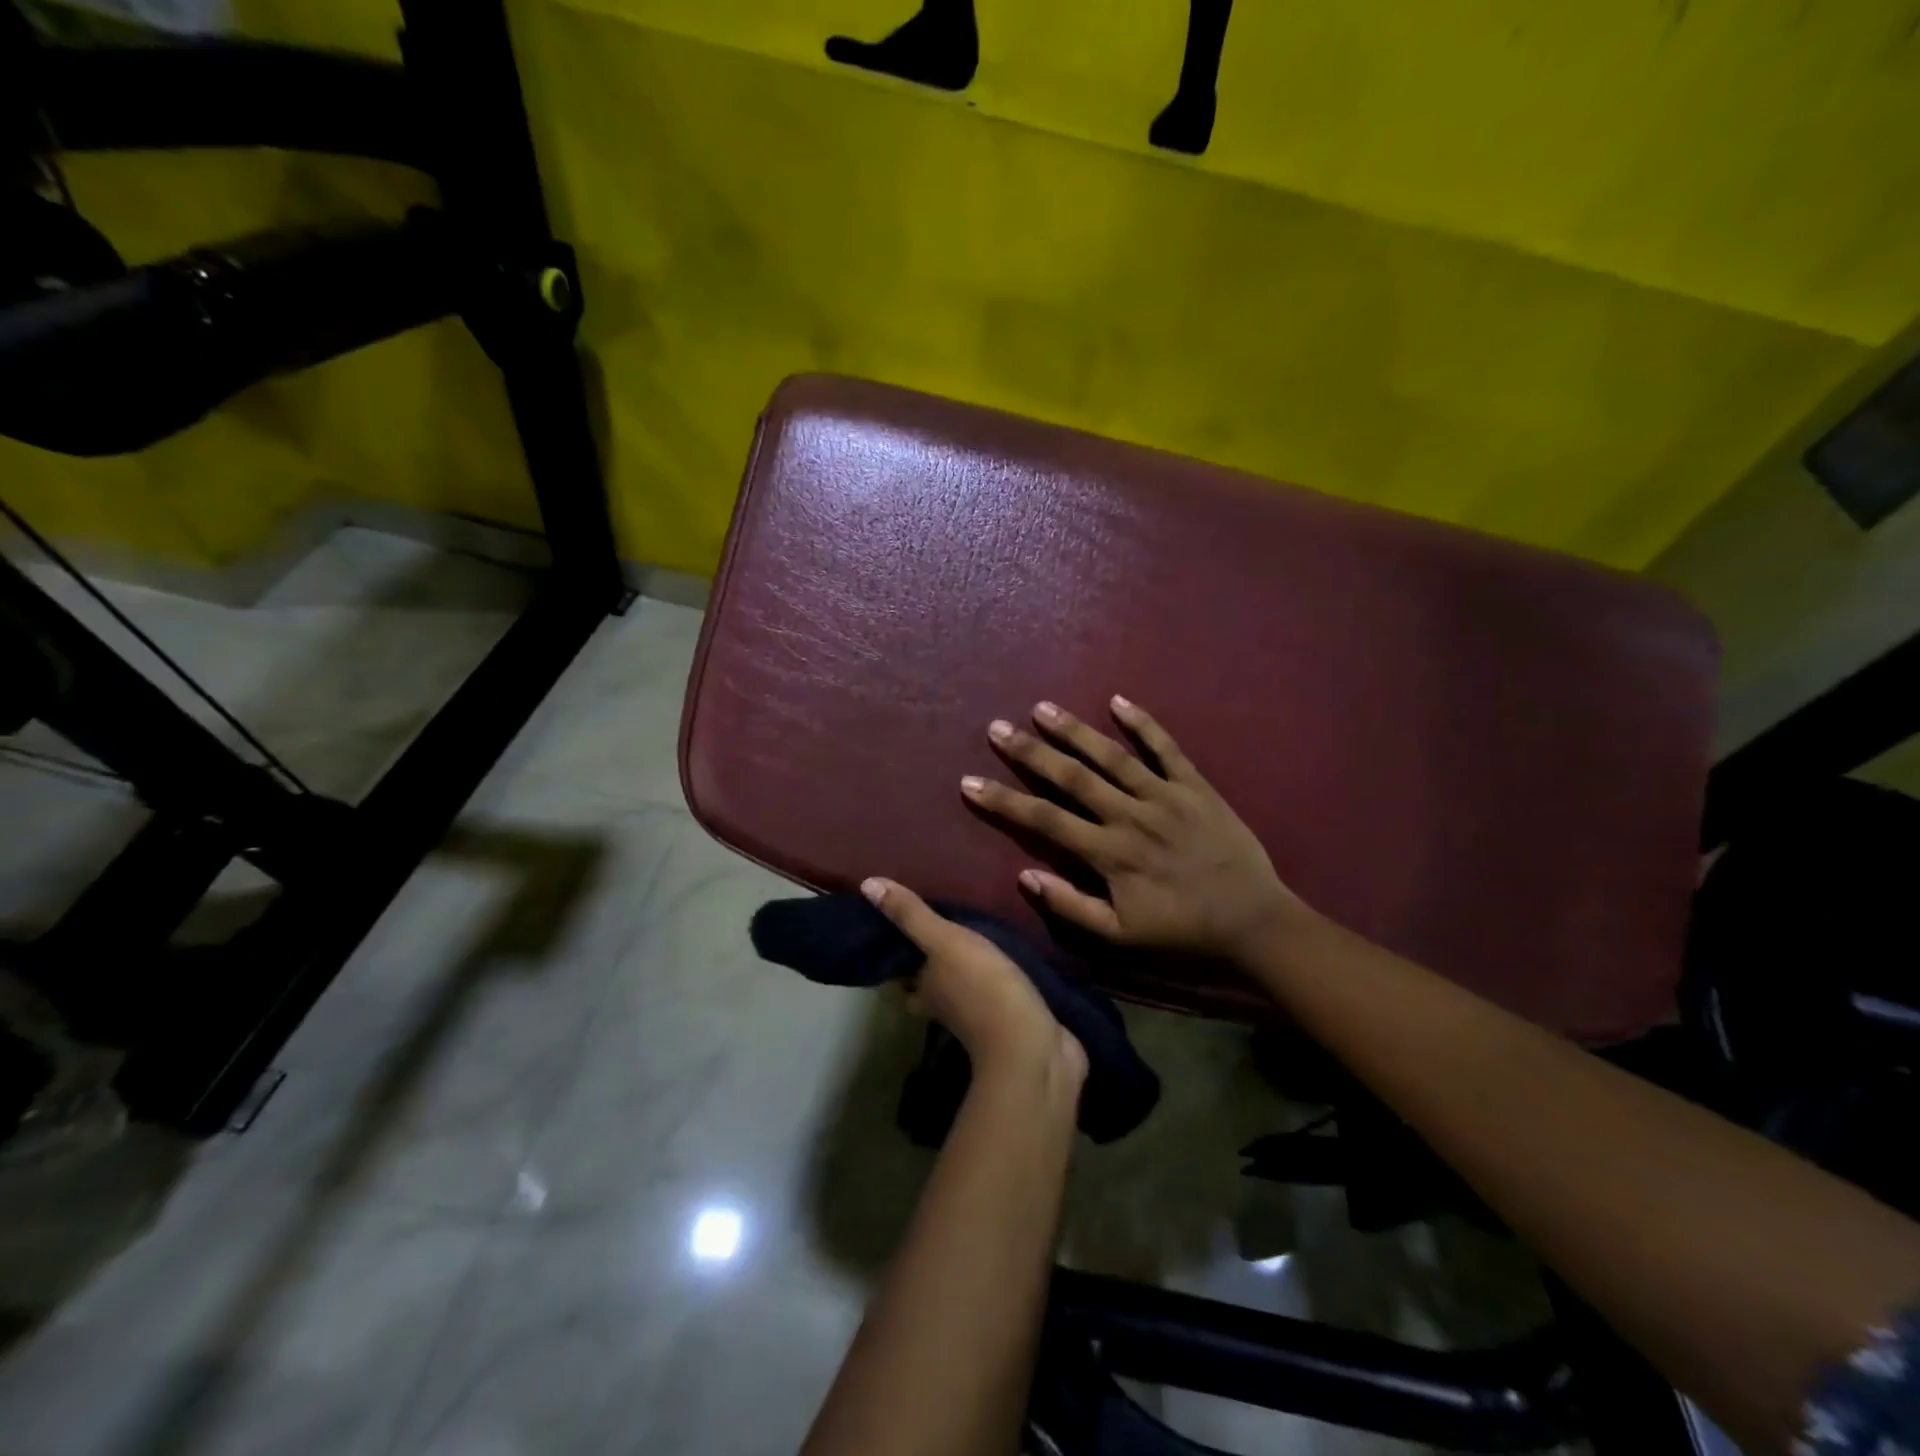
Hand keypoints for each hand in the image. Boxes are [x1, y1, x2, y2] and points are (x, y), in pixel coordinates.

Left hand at [862, 877, 1087, 1084]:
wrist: (1032, 1047)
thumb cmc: (982, 988)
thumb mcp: (944, 942)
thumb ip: (911, 915)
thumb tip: (866, 884)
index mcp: (923, 989)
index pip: (896, 974)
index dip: (892, 954)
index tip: (895, 926)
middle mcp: (943, 1005)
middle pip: (925, 983)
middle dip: (927, 962)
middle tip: (936, 925)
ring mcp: (977, 1016)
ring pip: (958, 988)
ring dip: (960, 969)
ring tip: (971, 932)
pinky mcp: (1008, 1019)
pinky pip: (993, 992)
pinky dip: (993, 977)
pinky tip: (1004, 956)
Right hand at [961, 696, 1308, 962]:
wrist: (1253, 921)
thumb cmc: (1182, 930)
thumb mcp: (1120, 935)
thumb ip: (1070, 906)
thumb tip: (1024, 877)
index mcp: (1108, 852)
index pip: (1044, 820)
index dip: (1003, 800)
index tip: (970, 782)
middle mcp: (1129, 815)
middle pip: (1071, 777)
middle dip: (1030, 752)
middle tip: (997, 728)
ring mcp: (1164, 795)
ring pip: (1111, 756)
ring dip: (1074, 731)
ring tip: (1042, 708)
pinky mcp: (1195, 786)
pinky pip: (1166, 749)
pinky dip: (1144, 723)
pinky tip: (1118, 701)